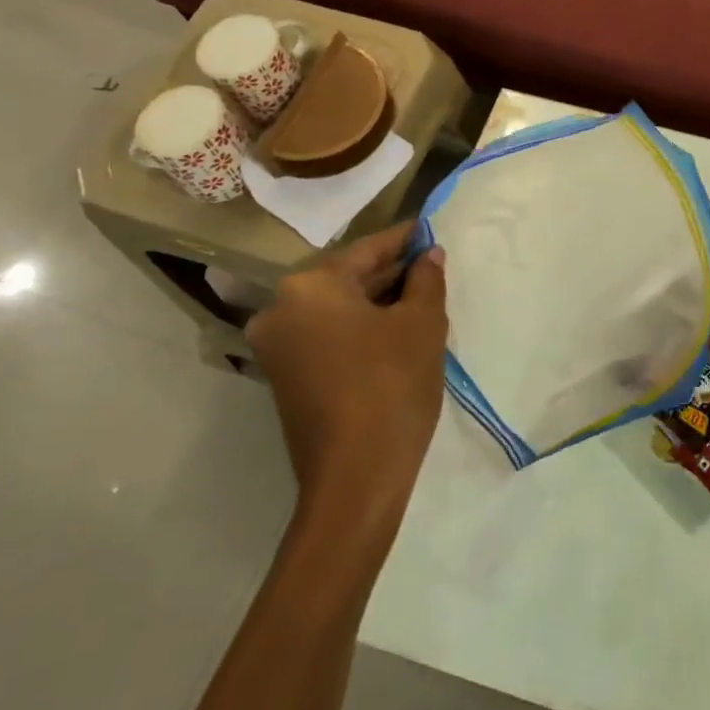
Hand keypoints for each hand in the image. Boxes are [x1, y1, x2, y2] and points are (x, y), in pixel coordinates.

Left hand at [246, 222, 448, 537]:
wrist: (355, 478)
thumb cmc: (392, 385)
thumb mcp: (422, 323)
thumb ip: (426, 279)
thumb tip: (428, 255)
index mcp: (309, 287)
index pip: (367, 249)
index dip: (404, 239)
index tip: (430, 230)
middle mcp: (281, 309)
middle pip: (347, 277)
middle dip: (391, 272)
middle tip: (432, 265)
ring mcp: (278, 347)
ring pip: (338, 308)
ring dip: (378, 300)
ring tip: (422, 295)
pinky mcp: (285, 377)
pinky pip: (328, 334)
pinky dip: (360, 327)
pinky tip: (396, 328)